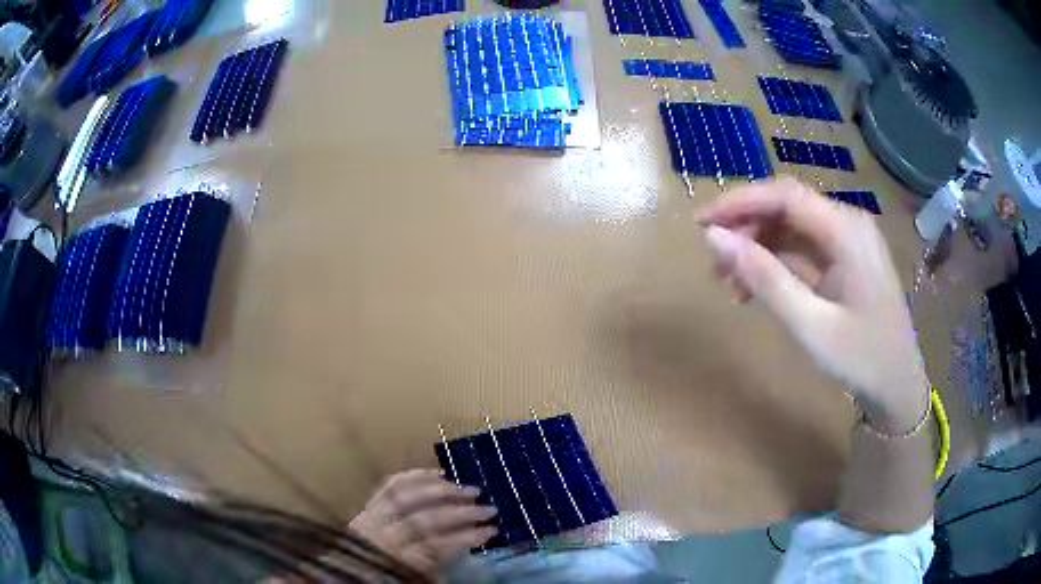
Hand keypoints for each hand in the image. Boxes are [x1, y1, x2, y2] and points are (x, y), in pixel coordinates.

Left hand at [349, 469, 496, 574]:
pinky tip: (437, 474)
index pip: (438, 544)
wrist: (347, 573)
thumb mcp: (418, 580)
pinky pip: (390, 486)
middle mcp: (383, 536)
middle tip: (488, 508)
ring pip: (409, 496)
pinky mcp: (367, 506)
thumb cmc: (390, 578)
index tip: (492, 531)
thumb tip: (466, 546)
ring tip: (468, 489)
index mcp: (398, 560)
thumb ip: (440, 566)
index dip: (468, 536)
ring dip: (442, 490)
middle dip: (461, 512)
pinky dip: (414, 476)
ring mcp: (372, 517)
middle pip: (425, 518)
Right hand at [698, 178, 928, 433]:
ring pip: (793, 227)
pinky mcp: (847, 259)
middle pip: (787, 207)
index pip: (784, 195)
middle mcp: (848, 224)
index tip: (701, 223)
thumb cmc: (862, 359)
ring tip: (731, 283)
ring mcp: (849, 241)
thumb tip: (714, 239)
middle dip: (747, 228)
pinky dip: (778, 263)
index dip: (739, 202)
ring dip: (759, 247)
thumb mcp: (810, 325)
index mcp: (846, 231)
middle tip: (714, 263)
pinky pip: (805, 248)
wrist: (899, 387)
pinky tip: (759, 289)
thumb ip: (765, 279)